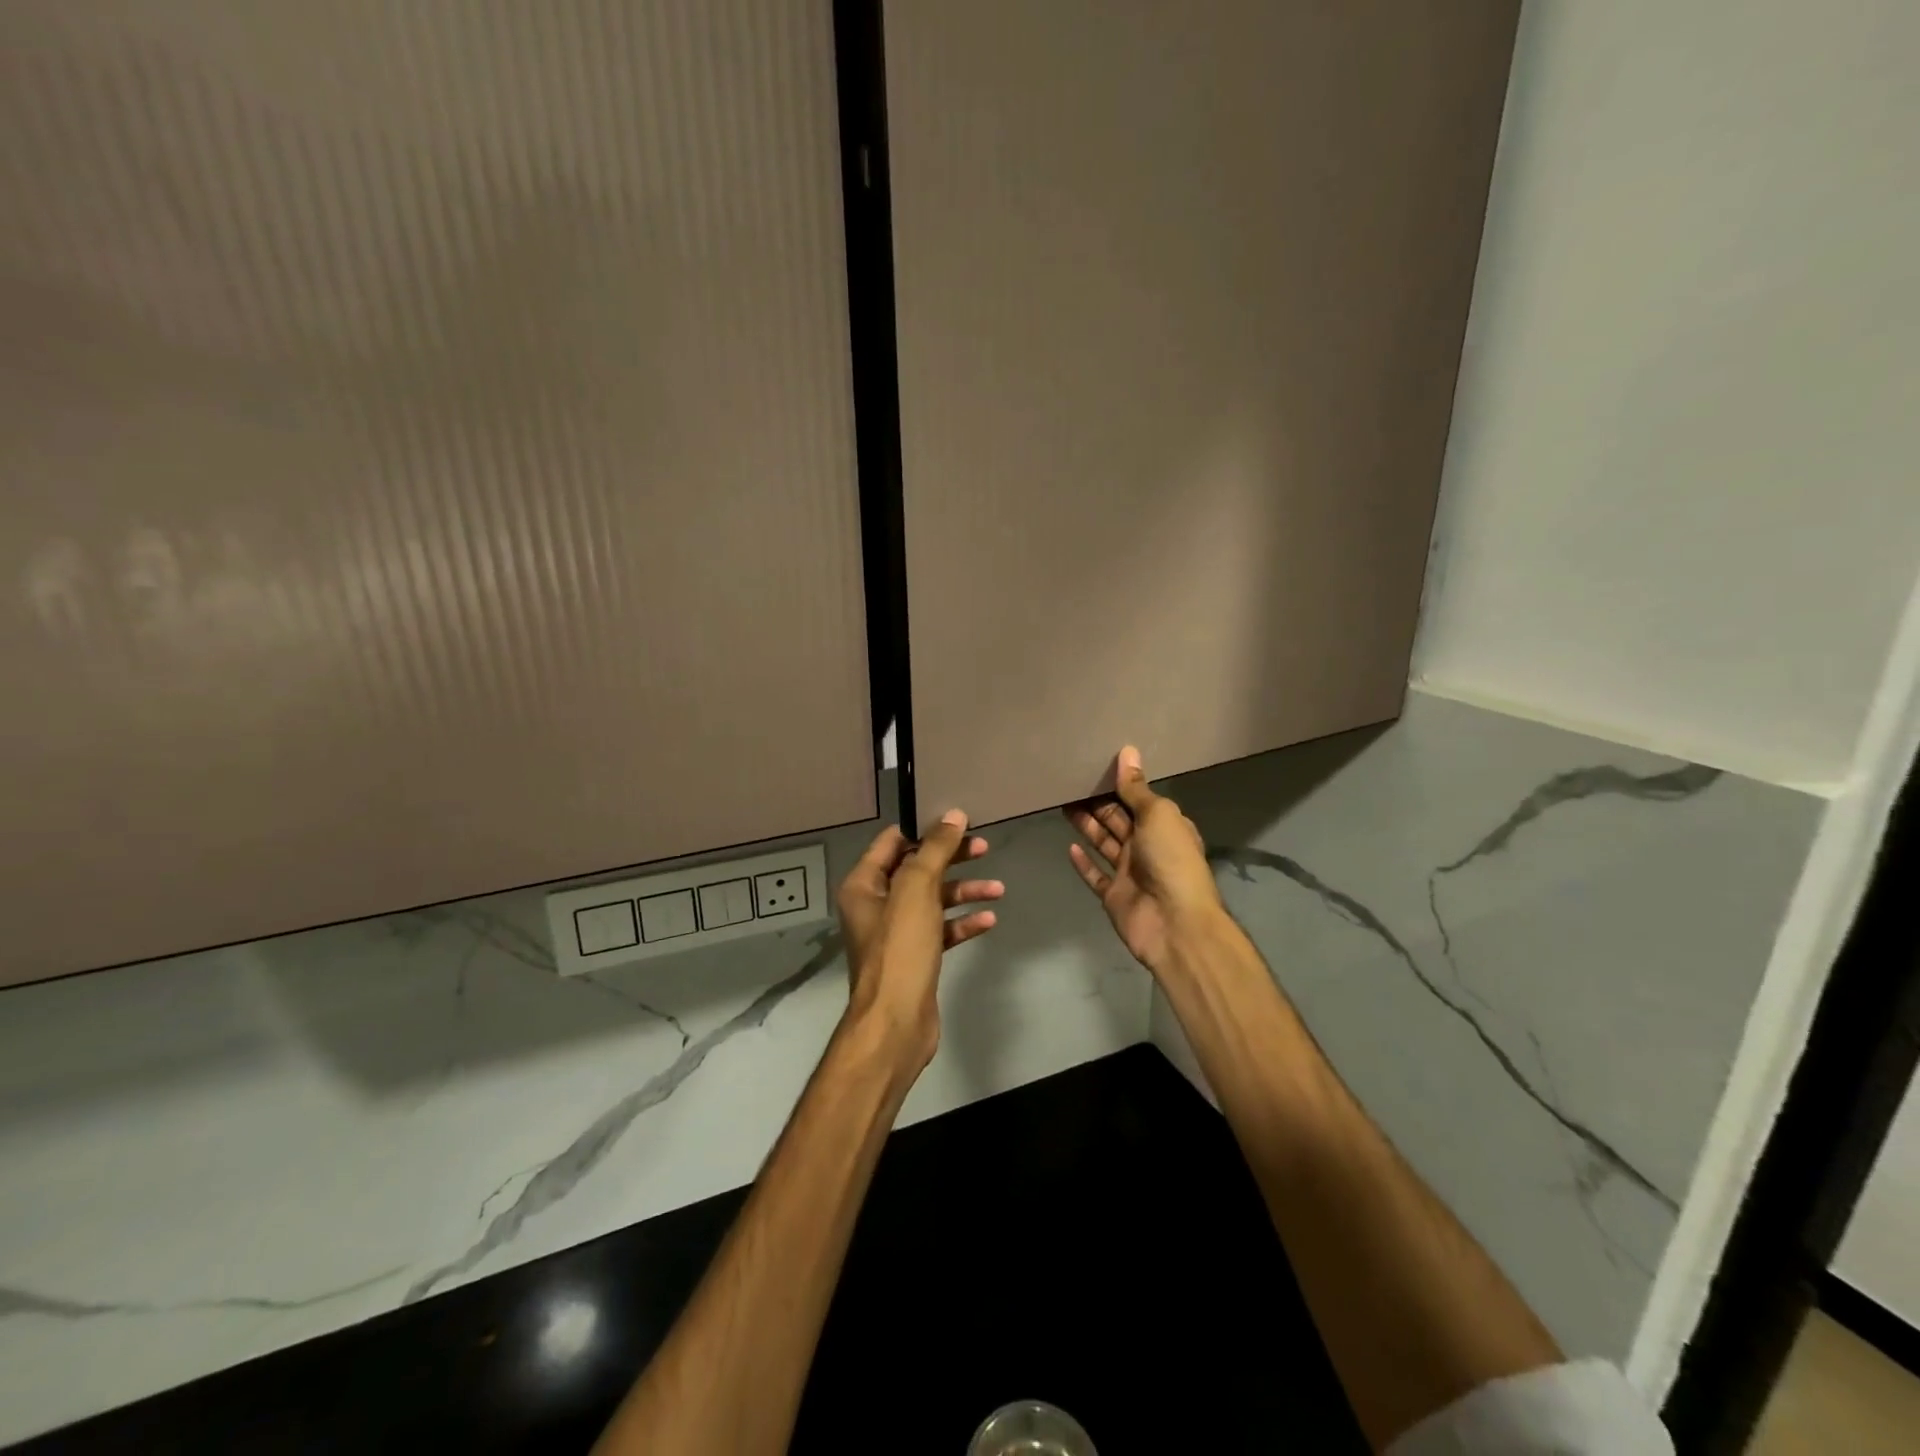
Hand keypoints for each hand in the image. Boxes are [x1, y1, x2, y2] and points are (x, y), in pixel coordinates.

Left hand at [834, 810, 1002, 1070]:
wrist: (896, 1022)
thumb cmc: (900, 948)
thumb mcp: (917, 889)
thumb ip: (935, 849)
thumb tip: (953, 814)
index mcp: (864, 884)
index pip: (893, 841)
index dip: (924, 828)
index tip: (958, 820)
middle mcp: (876, 904)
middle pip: (917, 869)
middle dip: (951, 858)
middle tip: (985, 847)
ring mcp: (896, 932)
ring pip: (933, 899)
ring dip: (964, 891)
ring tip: (997, 889)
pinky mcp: (915, 956)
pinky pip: (941, 929)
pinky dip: (963, 922)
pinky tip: (988, 919)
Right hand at [1065, 746, 1224, 973]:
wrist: (1174, 923)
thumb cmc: (1171, 860)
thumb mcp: (1157, 815)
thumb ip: (1136, 788)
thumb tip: (1128, 751)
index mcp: (1164, 826)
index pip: (1138, 799)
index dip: (1118, 785)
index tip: (1094, 766)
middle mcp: (1147, 846)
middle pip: (1117, 819)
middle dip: (1097, 802)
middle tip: (1069, 782)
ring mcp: (1129, 872)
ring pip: (1103, 843)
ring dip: (1086, 825)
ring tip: (1062, 803)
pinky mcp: (1113, 895)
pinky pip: (1095, 875)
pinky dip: (1083, 862)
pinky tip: (1068, 847)